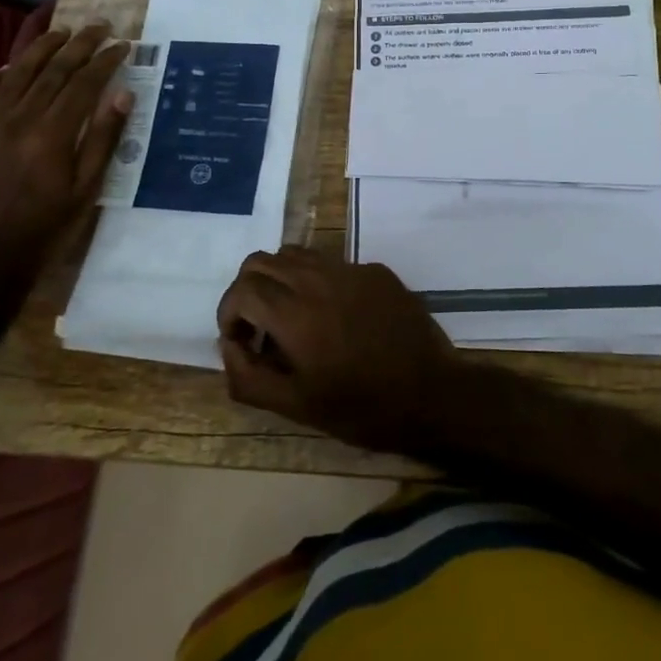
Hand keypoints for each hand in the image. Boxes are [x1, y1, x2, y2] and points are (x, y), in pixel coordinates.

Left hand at [0, 23, 132, 289]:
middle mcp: (18, 118)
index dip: (106, 60)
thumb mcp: (86, 189)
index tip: (123, 45)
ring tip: (61, 31)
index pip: (85, 83)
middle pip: (53, 69)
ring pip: (17, 72)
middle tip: (100, 26)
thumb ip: (104, 139)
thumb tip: (122, 95)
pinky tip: (11, 66)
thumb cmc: (44, 229)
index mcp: (53, 133)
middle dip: (80, 44)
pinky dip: (0, 74)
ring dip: (42, 48)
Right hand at [216, 247, 458, 451]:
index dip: (229, 312)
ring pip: (297, 253)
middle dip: (249, 290)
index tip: (240, 340)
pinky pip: (333, 263)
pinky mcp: (376, 270)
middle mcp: (319, 278)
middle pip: (263, 260)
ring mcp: (351, 269)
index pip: (243, 287)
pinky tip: (335, 317)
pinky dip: (317, 282)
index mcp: (295, 312)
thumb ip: (249, 376)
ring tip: (291, 318)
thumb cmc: (361, 406)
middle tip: (259, 327)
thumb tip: (229, 344)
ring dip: (281, 279)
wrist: (431, 392)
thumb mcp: (296, 406)